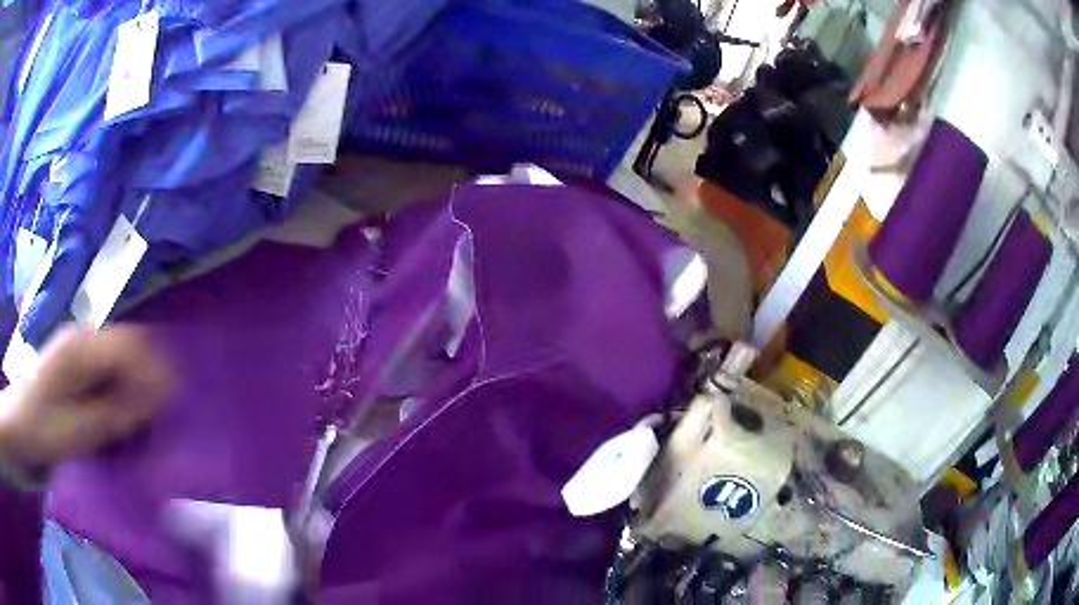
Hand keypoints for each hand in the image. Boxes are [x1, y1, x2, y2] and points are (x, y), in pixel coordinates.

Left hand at [0, 325, 171, 470]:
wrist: (21, 426)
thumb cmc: (42, 428)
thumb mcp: (76, 430)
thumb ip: (112, 415)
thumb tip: (153, 403)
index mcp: (80, 347)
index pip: (129, 346)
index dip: (153, 373)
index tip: (171, 407)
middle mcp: (83, 339)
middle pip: (129, 347)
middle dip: (148, 378)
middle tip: (157, 418)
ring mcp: (80, 351)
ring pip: (123, 359)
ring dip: (136, 387)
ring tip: (141, 421)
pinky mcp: (79, 367)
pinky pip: (111, 372)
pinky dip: (123, 392)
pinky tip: (121, 416)